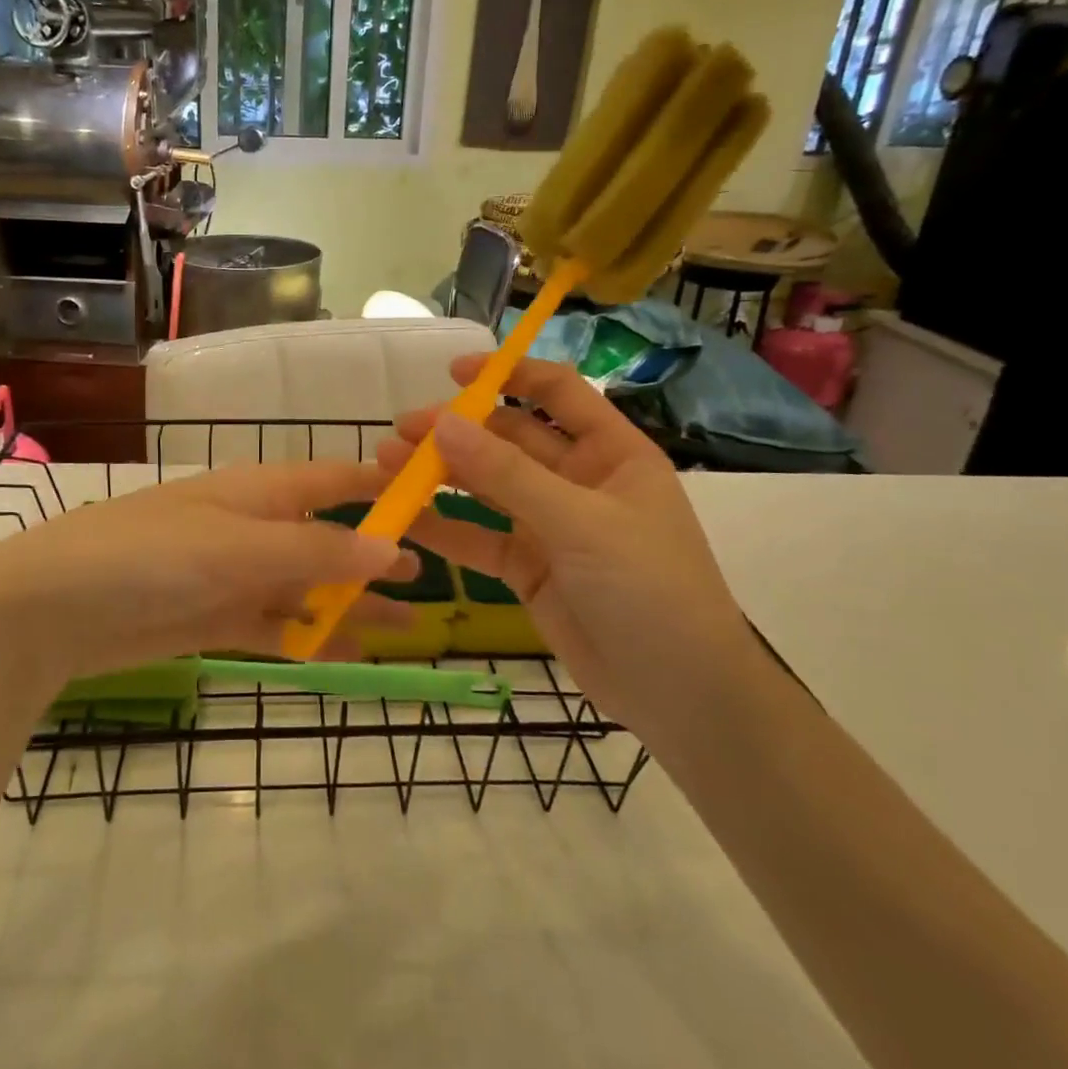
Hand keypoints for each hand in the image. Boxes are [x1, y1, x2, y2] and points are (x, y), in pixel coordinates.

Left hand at [0, 460, 415, 687]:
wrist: (52, 609)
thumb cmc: (149, 555)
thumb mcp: (238, 547)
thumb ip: (315, 549)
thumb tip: (391, 547)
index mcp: (260, 491)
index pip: (335, 478)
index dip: (382, 487)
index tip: (435, 499)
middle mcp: (253, 527)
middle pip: (328, 538)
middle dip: (375, 556)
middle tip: (430, 576)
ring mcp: (235, 575)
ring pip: (308, 587)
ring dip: (352, 605)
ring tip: (407, 626)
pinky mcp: (216, 619)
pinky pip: (278, 625)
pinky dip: (311, 637)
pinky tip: (348, 652)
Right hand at [378, 356, 752, 731]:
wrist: (681, 695)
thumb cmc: (650, 589)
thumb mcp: (581, 523)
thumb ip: (508, 475)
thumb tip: (443, 424)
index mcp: (610, 453)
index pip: (558, 393)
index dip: (508, 374)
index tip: (454, 373)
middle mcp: (577, 480)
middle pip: (509, 439)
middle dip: (458, 431)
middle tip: (403, 431)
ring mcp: (550, 525)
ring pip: (487, 488)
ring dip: (441, 475)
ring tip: (387, 465)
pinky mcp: (528, 568)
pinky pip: (479, 538)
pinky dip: (444, 527)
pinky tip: (404, 518)